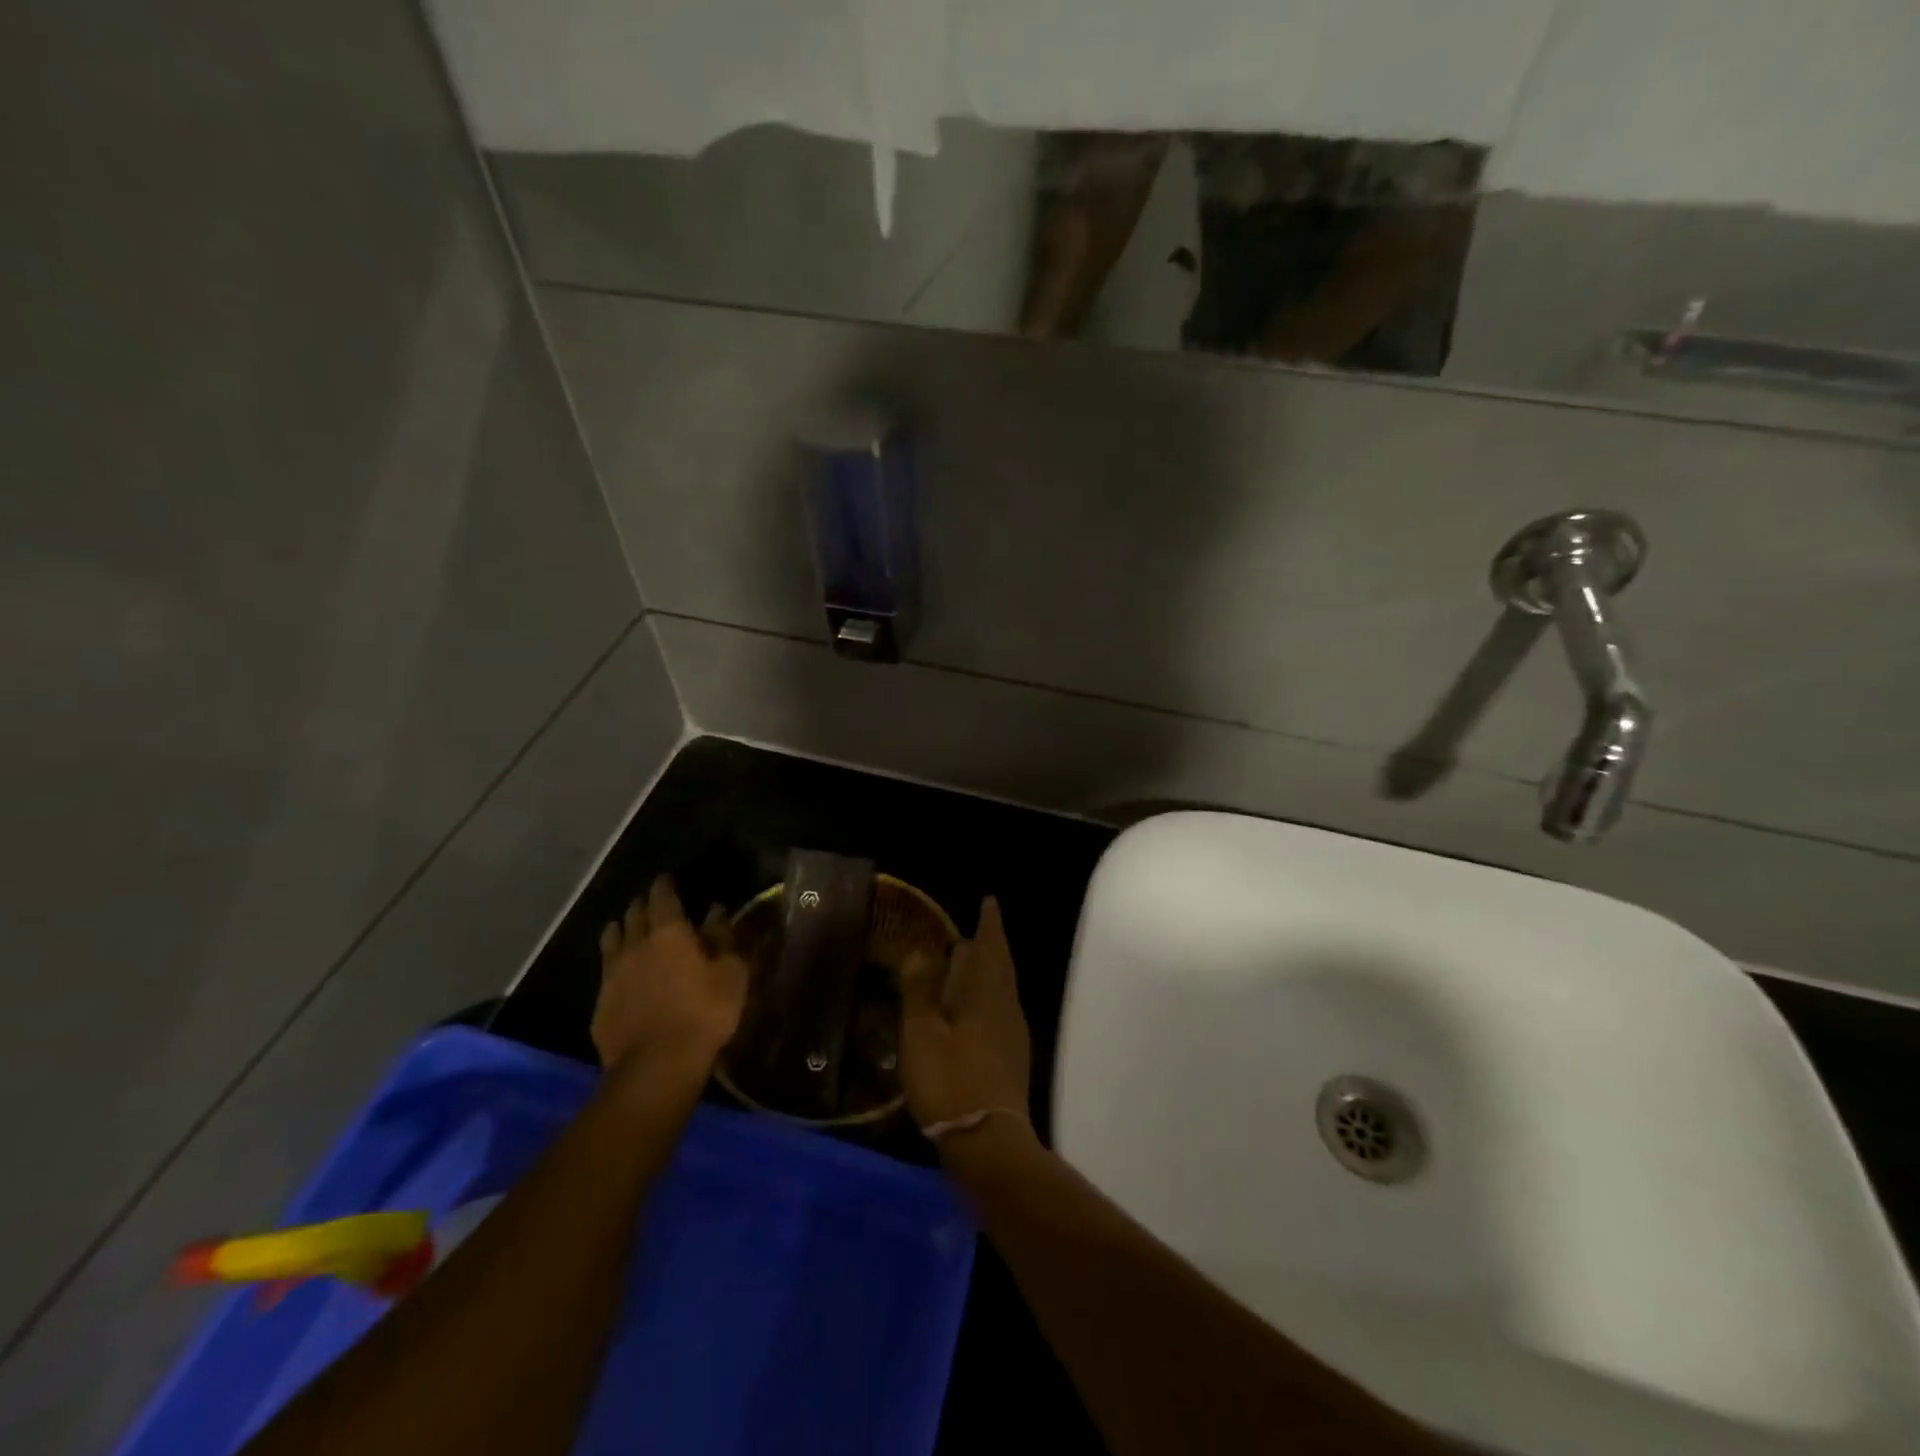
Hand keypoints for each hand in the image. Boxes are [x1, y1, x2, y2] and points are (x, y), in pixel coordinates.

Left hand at [594, 875, 748, 1077]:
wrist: (657, 1064)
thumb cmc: (704, 1012)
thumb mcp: (730, 973)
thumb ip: (723, 937)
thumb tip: (716, 911)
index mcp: (668, 931)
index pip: (662, 896)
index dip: (664, 885)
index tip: (667, 879)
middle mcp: (635, 944)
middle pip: (633, 913)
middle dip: (642, 904)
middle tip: (652, 902)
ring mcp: (613, 973)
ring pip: (612, 937)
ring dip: (621, 928)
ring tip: (628, 928)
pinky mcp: (600, 1002)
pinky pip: (605, 971)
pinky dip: (614, 962)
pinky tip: (621, 972)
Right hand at [900, 897, 1031, 1128]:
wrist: (988, 1142)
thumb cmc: (950, 1081)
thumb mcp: (922, 1034)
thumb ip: (920, 990)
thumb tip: (920, 951)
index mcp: (987, 994)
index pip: (992, 946)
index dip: (990, 923)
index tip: (989, 901)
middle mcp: (1006, 1007)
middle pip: (1002, 965)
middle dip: (992, 944)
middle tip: (978, 928)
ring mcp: (1013, 1033)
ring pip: (1003, 988)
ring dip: (990, 969)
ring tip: (971, 961)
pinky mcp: (1012, 1057)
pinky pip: (1001, 1008)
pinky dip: (989, 994)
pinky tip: (975, 1007)